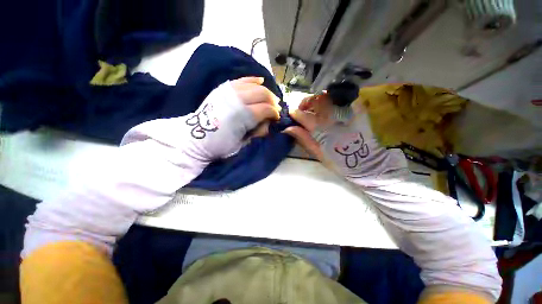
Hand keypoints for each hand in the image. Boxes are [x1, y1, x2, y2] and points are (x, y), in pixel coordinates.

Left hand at [185, 77, 280, 158]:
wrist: (194, 139)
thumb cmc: (220, 146)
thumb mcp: (242, 145)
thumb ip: (258, 133)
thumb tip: (268, 123)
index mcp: (242, 116)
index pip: (266, 109)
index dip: (274, 113)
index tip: (276, 118)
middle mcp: (237, 100)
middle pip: (262, 94)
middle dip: (272, 101)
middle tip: (275, 109)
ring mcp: (228, 92)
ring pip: (254, 85)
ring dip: (265, 91)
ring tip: (269, 98)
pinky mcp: (222, 89)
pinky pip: (241, 80)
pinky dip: (252, 80)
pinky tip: (260, 81)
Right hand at [284, 93, 406, 180]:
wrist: (364, 163)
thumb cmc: (337, 161)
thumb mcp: (317, 153)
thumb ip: (303, 138)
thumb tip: (288, 128)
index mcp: (322, 129)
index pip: (303, 116)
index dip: (295, 113)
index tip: (291, 114)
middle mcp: (333, 117)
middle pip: (316, 101)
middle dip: (306, 102)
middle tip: (303, 109)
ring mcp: (346, 112)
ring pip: (328, 97)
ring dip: (318, 99)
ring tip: (315, 107)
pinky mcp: (357, 111)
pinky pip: (343, 97)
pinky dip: (333, 98)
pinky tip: (330, 106)